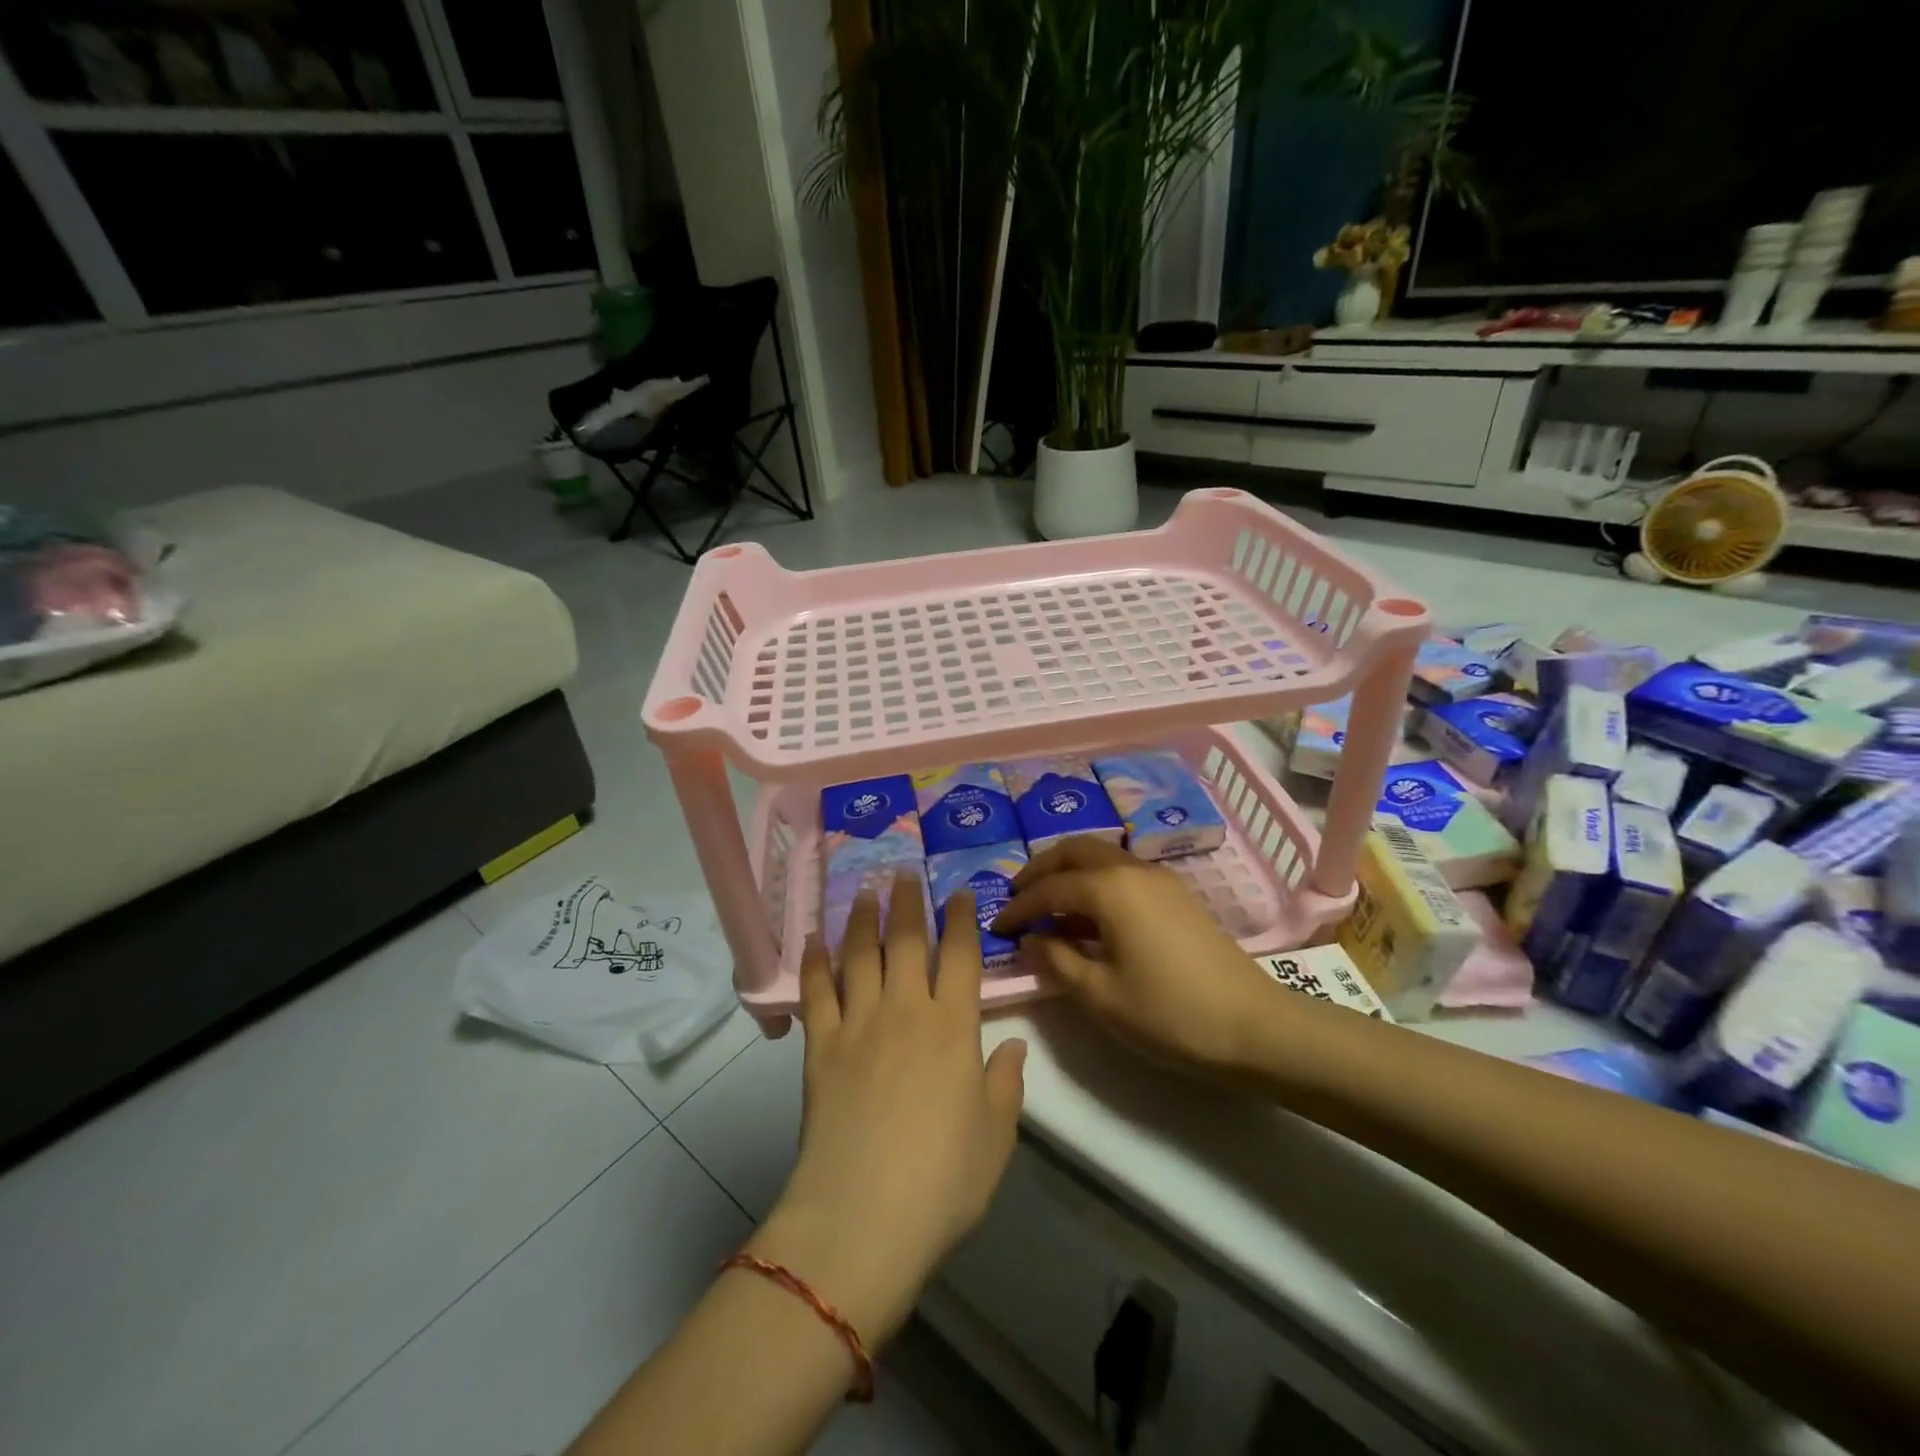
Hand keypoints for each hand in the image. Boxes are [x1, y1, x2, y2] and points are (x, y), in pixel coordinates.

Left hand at [751, 872, 1026, 1347]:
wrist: (862, 1217)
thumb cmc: (943, 1181)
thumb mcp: (996, 1136)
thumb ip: (1006, 1083)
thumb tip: (1013, 1045)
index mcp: (953, 1027)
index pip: (960, 956)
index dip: (960, 920)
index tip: (958, 893)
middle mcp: (905, 1011)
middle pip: (906, 941)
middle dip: (907, 902)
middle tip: (904, 872)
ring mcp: (858, 1024)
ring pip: (860, 954)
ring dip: (862, 918)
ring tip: (863, 890)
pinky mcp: (819, 1047)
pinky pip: (816, 991)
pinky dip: (815, 961)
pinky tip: (814, 939)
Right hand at [993, 837, 1279, 1075]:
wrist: (1254, 1026)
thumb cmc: (1169, 1013)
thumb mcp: (1101, 996)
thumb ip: (1057, 962)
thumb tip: (1030, 940)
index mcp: (1109, 888)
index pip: (1049, 888)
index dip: (1018, 907)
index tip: (995, 927)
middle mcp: (1132, 869)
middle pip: (1074, 851)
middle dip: (1040, 870)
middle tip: (1017, 897)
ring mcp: (1159, 879)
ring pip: (1100, 856)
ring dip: (1068, 873)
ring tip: (1047, 908)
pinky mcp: (1176, 895)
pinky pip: (1122, 873)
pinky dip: (1095, 883)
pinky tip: (1089, 918)